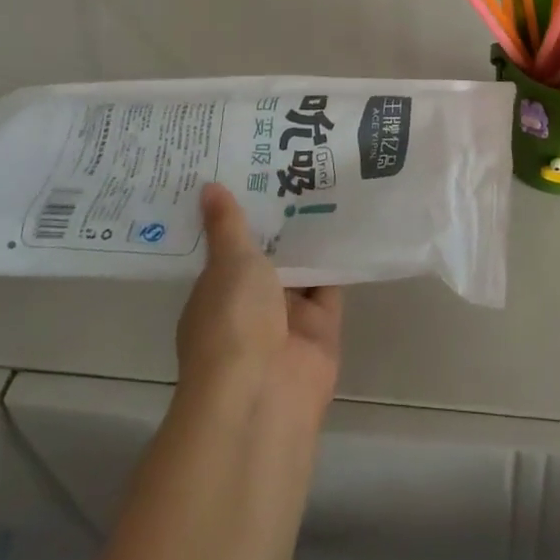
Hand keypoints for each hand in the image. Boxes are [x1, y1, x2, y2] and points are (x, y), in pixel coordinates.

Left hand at [175, 183, 342, 423]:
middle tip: (298, 168)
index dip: (242, 216)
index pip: (228, 249)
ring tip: (328, 184)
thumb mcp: (229, 263)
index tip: (256, 175)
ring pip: (302, 272)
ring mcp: (286, 322)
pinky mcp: (321, 331)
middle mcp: (249, 307)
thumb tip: (208, 186)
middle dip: (281, 224)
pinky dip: (339, 263)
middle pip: (268, 259)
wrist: (264, 392)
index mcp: (216, 293)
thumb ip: (228, 225)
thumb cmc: (233, 321)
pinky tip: (351, 222)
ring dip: (312, 240)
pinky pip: (331, 288)